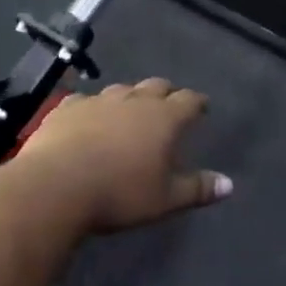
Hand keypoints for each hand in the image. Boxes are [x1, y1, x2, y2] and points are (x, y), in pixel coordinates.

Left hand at [13, 78, 231, 232]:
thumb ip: (197, 189)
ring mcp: (99, 100)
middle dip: (166, 93)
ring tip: (131, 109)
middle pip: (156, 86)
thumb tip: (229, 184)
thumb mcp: (165, 199)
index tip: (202, 106)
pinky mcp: (68, 107)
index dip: (197, 102)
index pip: (188, 101)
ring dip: (130, 97)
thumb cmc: (119, 194)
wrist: (56, 185)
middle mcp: (134, 100)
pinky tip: (88, 116)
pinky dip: (93, 107)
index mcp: (163, 118)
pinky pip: (85, 100)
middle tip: (170, 102)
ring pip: (122, 90)